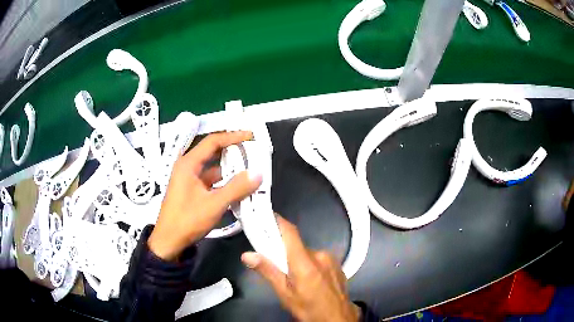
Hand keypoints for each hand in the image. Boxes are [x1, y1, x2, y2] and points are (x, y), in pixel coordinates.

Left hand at [148, 131, 262, 259]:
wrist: (169, 242)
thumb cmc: (187, 220)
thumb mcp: (214, 204)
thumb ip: (236, 188)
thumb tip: (258, 173)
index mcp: (189, 163)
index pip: (213, 141)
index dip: (233, 136)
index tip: (251, 136)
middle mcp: (188, 167)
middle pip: (213, 152)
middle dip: (233, 151)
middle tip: (254, 152)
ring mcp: (190, 179)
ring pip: (213, 168)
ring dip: (230, 169)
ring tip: (251, 169)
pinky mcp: (192, 191)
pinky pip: (211, 181)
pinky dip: (225, 182)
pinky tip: (239, 187)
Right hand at [241, 216, 360, 321]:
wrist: (338, 319)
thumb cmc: (309, 308)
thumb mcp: (285, 293)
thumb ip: (268, 271)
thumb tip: (247, 255)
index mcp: (304, 261)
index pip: (290, 232)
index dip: (277, 221)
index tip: (265, 217)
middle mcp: (320, 255)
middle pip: (297, 245)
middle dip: (285, 252)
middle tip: (278, 266)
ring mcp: (331, 259)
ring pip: (308, 253)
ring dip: (299, 261)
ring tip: (296, 279)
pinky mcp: (338, 265)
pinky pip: (319, 259)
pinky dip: (311, 265)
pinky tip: (311, 281)